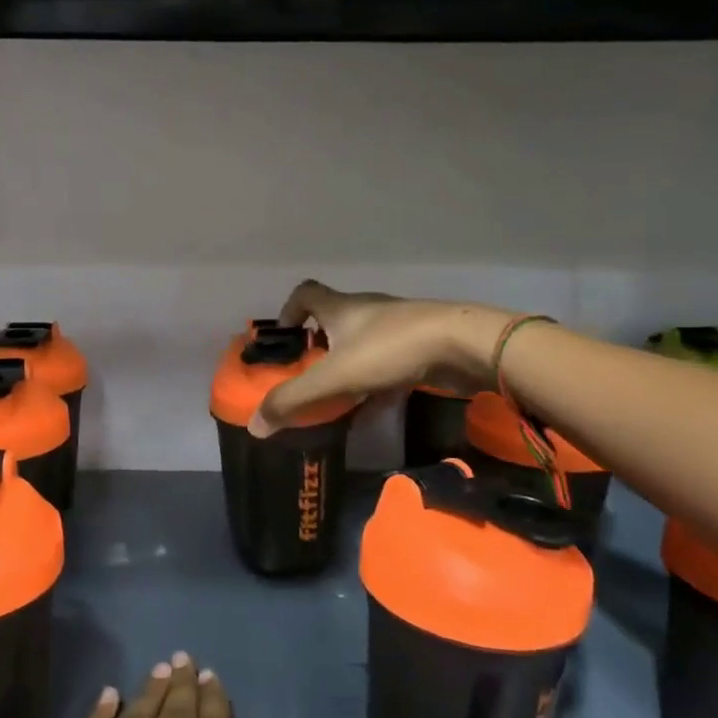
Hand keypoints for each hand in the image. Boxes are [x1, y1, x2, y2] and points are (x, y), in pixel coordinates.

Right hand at [249, 281, 516, 436]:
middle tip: (307, 373)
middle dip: (317, 343)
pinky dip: (375, 376)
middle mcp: (366, 309)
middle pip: (333, 317)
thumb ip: (295, 400)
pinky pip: (387, 357)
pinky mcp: (419, 343)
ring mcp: (396, 325)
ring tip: (338, 391)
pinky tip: (375, 402)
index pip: (306, 292)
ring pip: (361, 339)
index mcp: (340, 307)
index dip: (289, 310)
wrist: (463, 345)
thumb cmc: (390, 350)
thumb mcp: (335, 377)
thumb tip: (255, 426)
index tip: (285, 336)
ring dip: (346, 360)